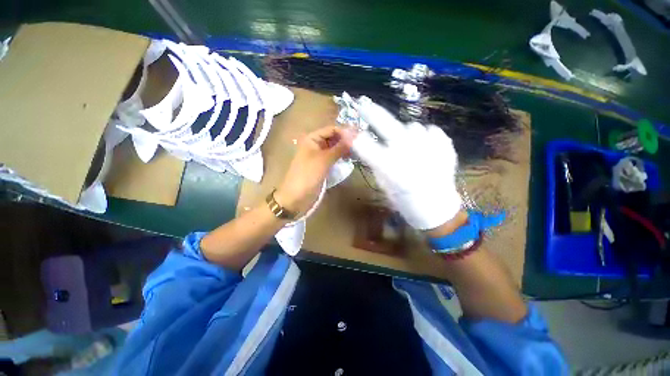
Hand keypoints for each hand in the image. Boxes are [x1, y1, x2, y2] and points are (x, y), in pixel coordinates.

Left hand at [275, 125, 355, 215]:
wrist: (297, 197)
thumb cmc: (308, 175)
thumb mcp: (324, 160)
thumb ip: (339, 147)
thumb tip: (354, 136)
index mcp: (312, 139)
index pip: (331, 129)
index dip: (345, 132)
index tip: (359, 137)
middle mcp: (316, 144)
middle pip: (333, 138)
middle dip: (346, 140)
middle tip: (361, 145)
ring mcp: (319, 156)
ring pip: (335, 148)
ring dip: (345, 149)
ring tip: (358, 152)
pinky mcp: (322, 166)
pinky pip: (334, 158)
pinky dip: (341, 157)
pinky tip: (350, 159)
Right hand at [351, 99, 461, 229]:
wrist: (437, 207)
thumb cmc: (405, 201)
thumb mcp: (383, 184)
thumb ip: (374, 162)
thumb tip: (365, 144)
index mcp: (391, 168)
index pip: (366, 147)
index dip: (353, 137)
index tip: (345, 129)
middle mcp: (409, 153)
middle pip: (387, 125)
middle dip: (372, 113)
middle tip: (363, 104)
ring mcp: (429, 146)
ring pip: (411, 126)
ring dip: (405, 133)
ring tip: (409, 147)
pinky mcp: (445, 144)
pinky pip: (429, 130)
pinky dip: (424, 136)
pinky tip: (425, 148)